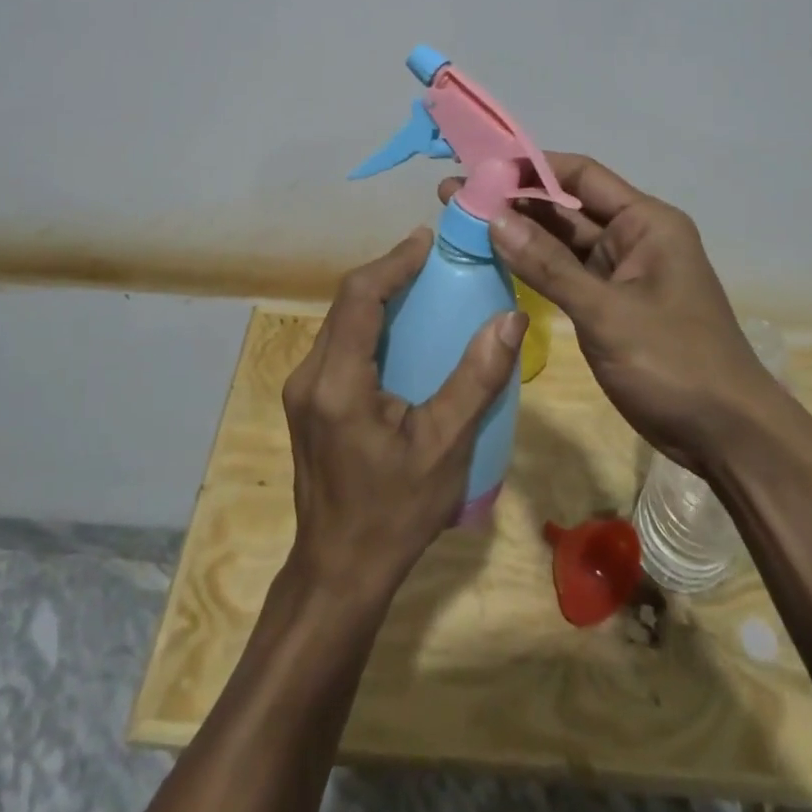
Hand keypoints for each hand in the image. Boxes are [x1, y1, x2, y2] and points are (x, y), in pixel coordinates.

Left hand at [282, 229, 525, 602]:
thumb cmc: (395, 514)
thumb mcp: (445, 448)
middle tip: (432, 259)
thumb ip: (476, 379)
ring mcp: (302, 390)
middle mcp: (310, 376)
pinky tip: (401, 333)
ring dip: (376, 297)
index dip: (393, 261)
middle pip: (345, 304)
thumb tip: (510, 318)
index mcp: (337, 383)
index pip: (359, 297)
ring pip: (339, 322)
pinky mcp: (308, 402)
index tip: (427, 240)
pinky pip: (338, 344)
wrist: (339, 571)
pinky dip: (369, 325)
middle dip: (387, 273)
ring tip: (421, 285)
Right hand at [439, 154, 781, 477]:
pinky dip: (533, 266)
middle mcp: (633, 238)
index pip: (581, 175)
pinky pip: (565, 274)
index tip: (480, 166)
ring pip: (562, 242)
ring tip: (462, 220)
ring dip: (518, 233)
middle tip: (454, 194)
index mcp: (646, 223)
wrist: (727, 436)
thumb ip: (548, 266)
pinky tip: (494, 259)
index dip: (530, 166)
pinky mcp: (610, 305)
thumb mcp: (607, 313)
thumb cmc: (675, 363)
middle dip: (514, 200)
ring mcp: (621, 273)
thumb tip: (493, 219)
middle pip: (566, 207)